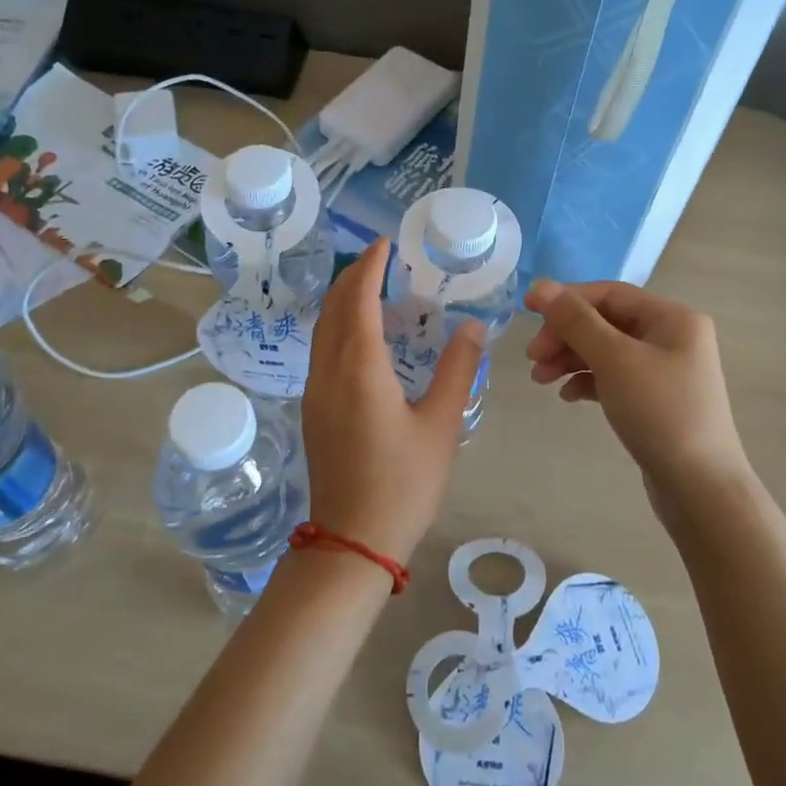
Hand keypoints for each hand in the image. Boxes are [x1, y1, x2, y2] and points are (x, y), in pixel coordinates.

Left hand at [301, 240, 485, 564]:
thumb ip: (457, 369)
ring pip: (321, 330)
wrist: (352, 542)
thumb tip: (472, 325)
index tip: (384, 243)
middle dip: (351, 277)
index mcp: (359, 368)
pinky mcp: (313, 411)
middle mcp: (328, 371)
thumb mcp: (441, 425)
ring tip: (370, 288)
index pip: (357, 299)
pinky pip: (321, 351)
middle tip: (379, 259)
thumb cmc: (403, 483)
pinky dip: (337, 327)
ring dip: (341, 301)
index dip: (368, 267)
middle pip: (331, 308)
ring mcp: (314, 392)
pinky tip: (359, 337)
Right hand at [525, 278, 755, 530]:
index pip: (609, 294)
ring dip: (570, 359)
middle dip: (565, 335)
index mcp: (672, 318)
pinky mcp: (655, 400)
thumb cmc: (660, 413)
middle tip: (532, 358)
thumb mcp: (614, 360)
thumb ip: (576, 321)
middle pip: (605, 322)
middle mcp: (672, 338)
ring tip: (540, 379)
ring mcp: (664, 371)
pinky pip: (613, 378)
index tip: (527, 312)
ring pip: (606, 351)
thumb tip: (541, 287)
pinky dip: (587, 381)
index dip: (566, 299)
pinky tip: (568, 396)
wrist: (700, 488)